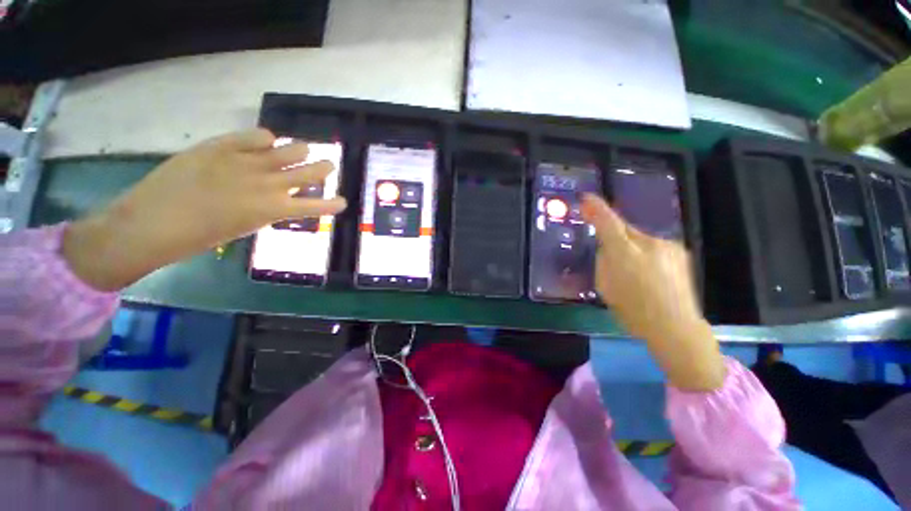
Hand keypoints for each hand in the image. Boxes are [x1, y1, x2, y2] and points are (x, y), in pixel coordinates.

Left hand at [63, 129, 346, 290]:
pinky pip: (257, 135)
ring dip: (300, 151)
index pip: (315, 206)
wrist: (151, 223)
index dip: (332, 204)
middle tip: (329, 164)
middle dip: (324, 169)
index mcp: (274, 209)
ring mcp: (246, 162)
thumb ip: (265, 210)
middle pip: (310, 171)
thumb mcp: (243, 228)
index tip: (342, 202)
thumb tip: (275, 198)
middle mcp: (268, 183)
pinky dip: (266, 138)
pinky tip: (267, 140)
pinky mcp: (223, 146)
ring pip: (290, 149)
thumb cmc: (199, 237)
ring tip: (303, 149)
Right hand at [581, 194, 723, 390]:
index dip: (596, 209)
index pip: (608, 224)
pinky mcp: (679, 252)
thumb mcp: (605, 286)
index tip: (586, 198)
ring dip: (630, 245)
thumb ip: (604, 260)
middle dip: (613, 233)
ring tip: (631, 268)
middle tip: (607, 247)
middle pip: (624, 228)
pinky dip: (645, 252)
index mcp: (625, 254)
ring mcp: (667, 246)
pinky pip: (653, 245)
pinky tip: (648, 271)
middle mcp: (648, 243)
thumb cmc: (632, 310)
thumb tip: (607, 247)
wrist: (675, 326)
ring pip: (638, 237)